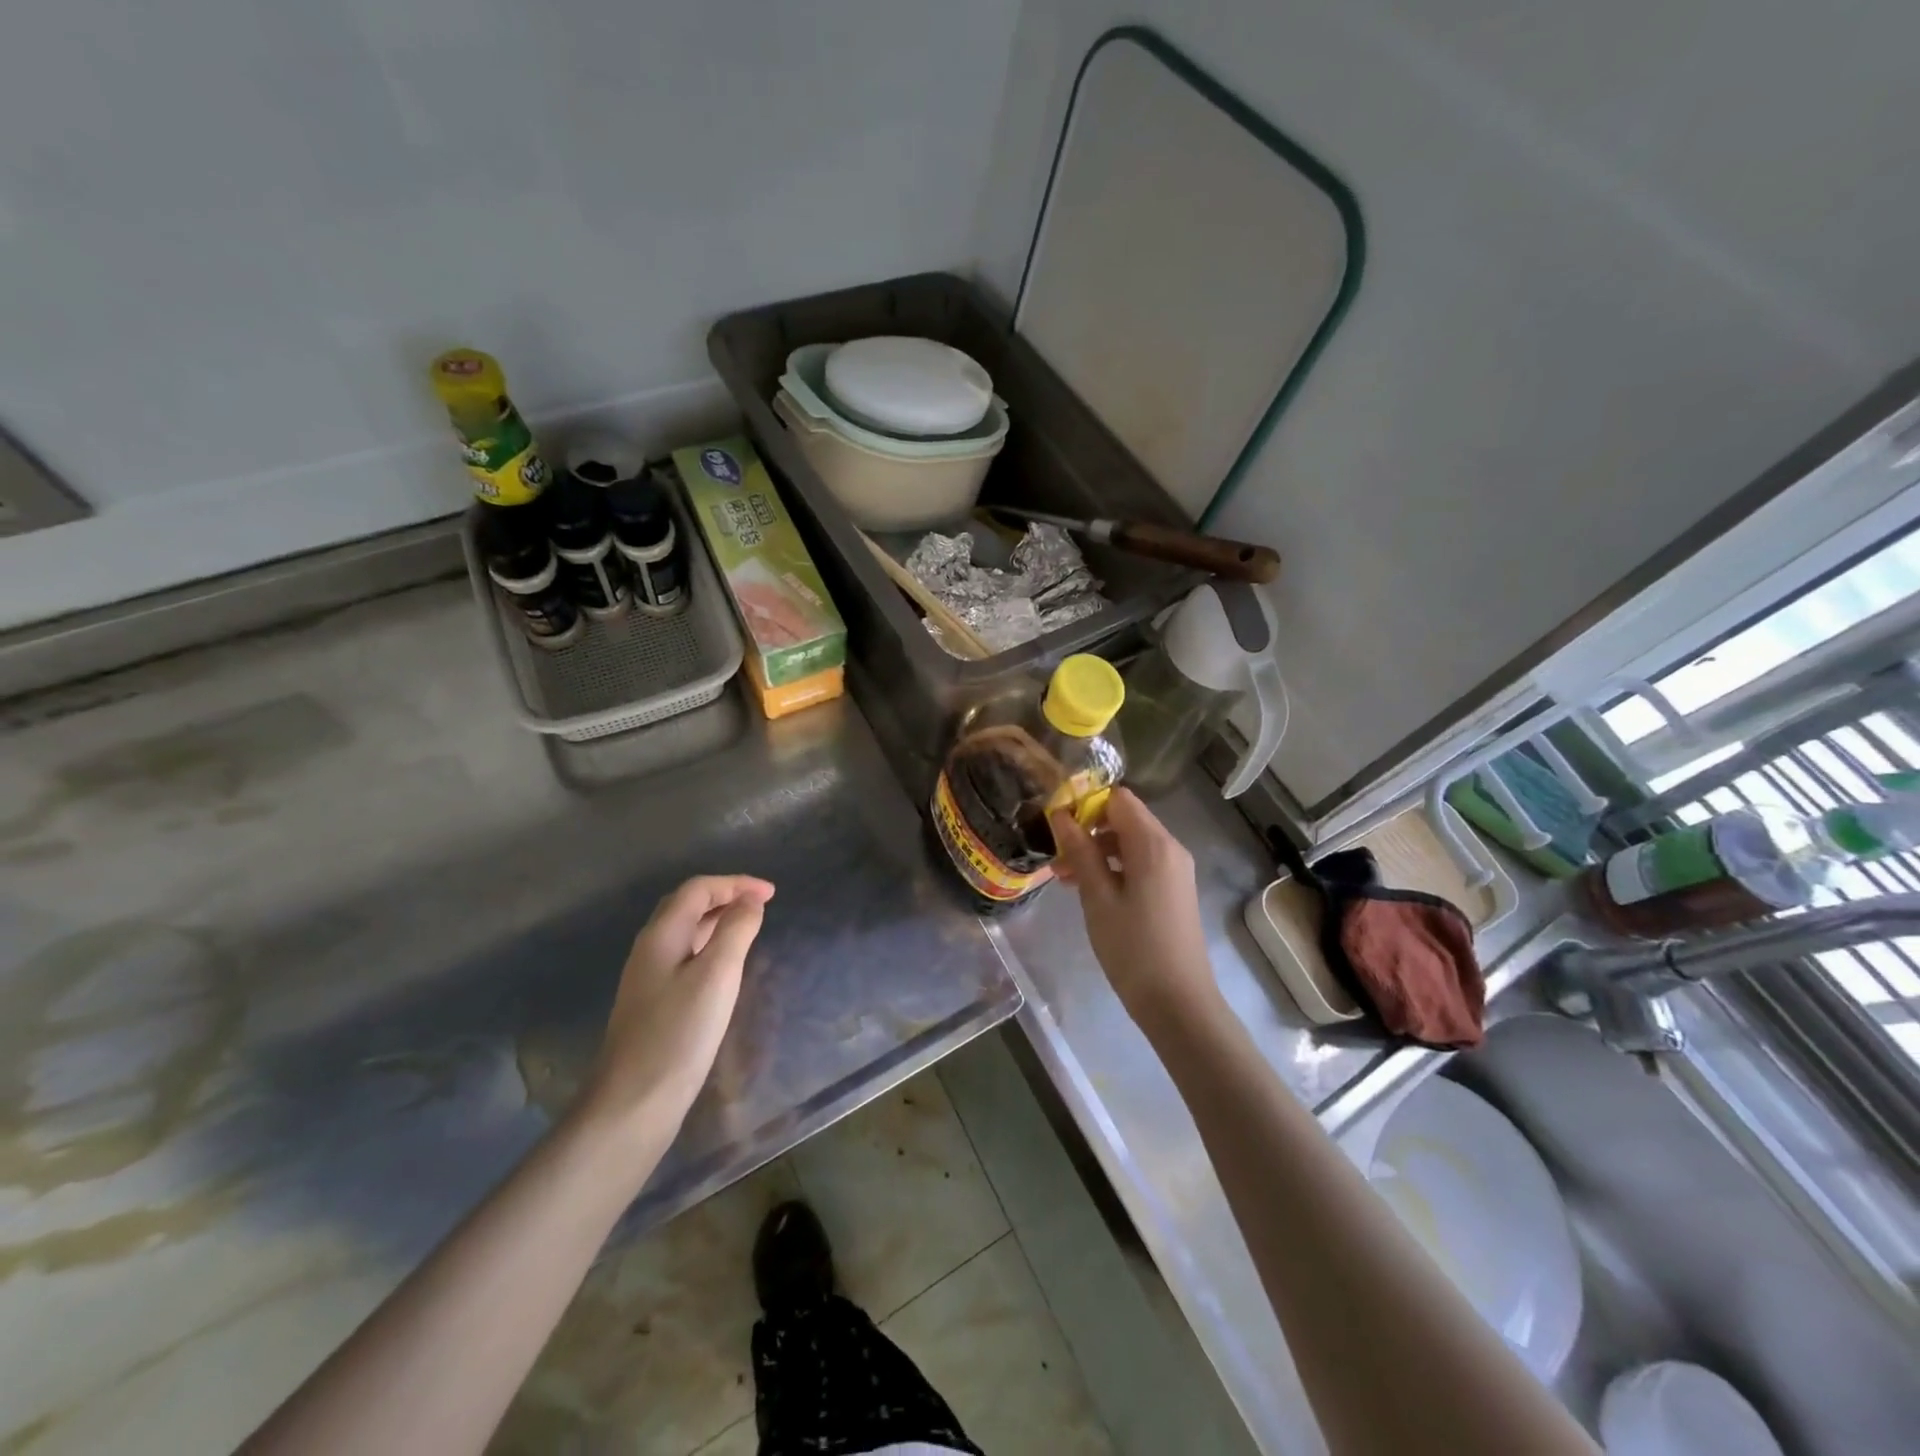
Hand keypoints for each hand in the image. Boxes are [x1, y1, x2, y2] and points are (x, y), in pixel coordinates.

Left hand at [579, 875, 774, 1138]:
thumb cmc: (679, 1033)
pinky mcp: (653, 1003)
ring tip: (749, 927)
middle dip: (725, 896)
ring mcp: (648, 978)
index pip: (698, 889)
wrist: (632, 1103)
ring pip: (684, 932)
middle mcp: (650, 949)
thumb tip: (750, 901)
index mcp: (661, 935)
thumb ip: (736, 930)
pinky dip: (709, 946)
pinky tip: (725, 967)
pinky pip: (684, 956)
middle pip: (686, 905)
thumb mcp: (717, 975)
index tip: (772, 894)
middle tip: (761, 904)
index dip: (735, 883)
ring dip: (717, 920)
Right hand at [1051, 789, 1220, 1033]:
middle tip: (1057, 857)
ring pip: (1130, 843)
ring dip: (1097, 852)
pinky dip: (1114, 868)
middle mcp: (1170, 848)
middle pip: (1125, 819)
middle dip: (1088, 830)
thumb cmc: (1133, 948)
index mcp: (1154, 844)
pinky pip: (1141, 863)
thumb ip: (1080, 852)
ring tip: (1065, 878)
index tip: (1057, 824)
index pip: (1119, 799)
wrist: (1178, 1003)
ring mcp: (1175, 870)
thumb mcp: (1098, 898)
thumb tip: (1061, 815)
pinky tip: (1089, 891)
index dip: (1086, 804)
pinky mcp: (1174, 890)